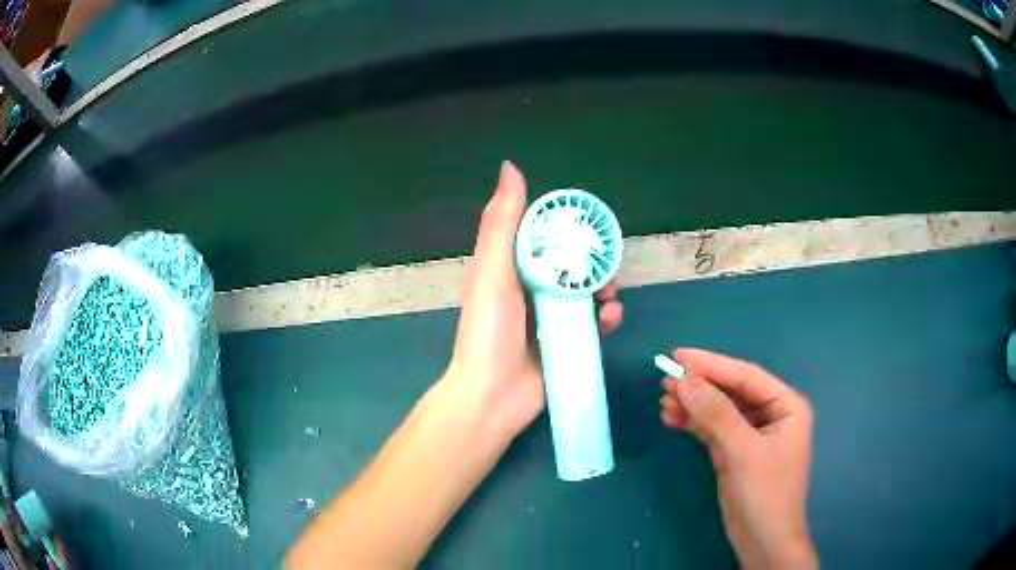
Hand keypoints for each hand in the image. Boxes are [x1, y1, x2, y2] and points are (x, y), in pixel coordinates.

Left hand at [444, 161, 622, 437]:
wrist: (493, 397)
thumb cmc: (489, 331)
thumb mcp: (492, 271)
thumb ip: (502, 223)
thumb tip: (511, 167)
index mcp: (509, 270)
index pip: (541, 238)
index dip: (565, 228)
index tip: (588, 225)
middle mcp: (529, 291)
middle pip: (569, 266)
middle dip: (592, 264)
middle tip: (606, 268)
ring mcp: (549, 320)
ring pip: (585, 295)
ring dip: (604, 290)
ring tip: (611, 297)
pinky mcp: (566, 344)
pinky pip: (593, 325)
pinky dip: (606, 319)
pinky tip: (612, 319)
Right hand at [660, 349, 816, 569]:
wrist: (763, 540)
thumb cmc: (764, 492)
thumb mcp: (742, 451)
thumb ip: (715, 413)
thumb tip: (684, 380)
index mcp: (786, 405)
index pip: (746, 376)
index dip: (712, 364)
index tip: (677, 356)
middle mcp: (771, 414)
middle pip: (731, 391)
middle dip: (699, 386)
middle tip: (665, 380)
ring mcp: (752, 434)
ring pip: (719, 410)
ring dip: (693, 405)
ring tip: (663, 399)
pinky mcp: (735, 452)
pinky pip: (713, 429)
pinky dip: (693, 423)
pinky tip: (672, 418)